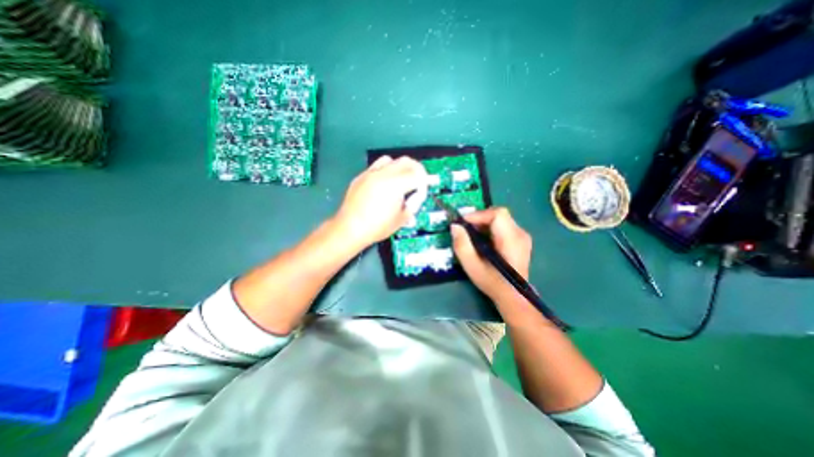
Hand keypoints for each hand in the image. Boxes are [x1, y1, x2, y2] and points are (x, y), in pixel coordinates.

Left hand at [334, 158, 427, 249]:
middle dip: (417, 170)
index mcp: (395, 185)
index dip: (424, 182)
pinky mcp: (361, 176)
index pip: (417, 175)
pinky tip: (385, 182)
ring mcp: (370, 173)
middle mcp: (383, 174)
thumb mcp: (401, 219)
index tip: (425, 190)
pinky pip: (377, 166)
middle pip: (406, 161)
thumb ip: (413, 204)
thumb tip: (417, 196)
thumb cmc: (377, 227)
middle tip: (419, 181)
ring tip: (402, 179)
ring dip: (401, 167)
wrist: (349, 229)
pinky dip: (386, 170)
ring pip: (391, 160)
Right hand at [448, 210, 531, 305]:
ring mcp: (523, 236)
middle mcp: (520, 234)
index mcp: (511, 240)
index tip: (463, 223)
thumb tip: (455, 226)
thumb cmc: (492, 282)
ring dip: (484, 223)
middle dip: (480, 218)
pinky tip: (483, 240)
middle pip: (499, 214)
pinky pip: (504, 225)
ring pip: (501, 219)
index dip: (479, 215)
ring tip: (473, 235)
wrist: (513, 295)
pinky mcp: (521, 239)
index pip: (498, 214)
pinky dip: (490, 228)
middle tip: (466, 229)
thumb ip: (462, 245)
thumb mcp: (472, 266)